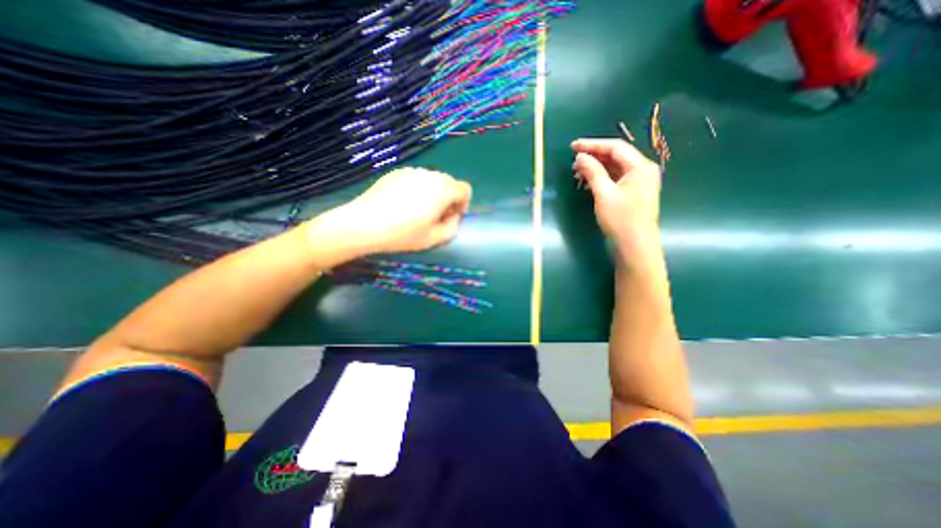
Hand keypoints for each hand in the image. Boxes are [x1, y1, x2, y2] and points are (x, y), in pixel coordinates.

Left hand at [308, 167, 470, 259]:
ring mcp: (412, 171)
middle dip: (449, 198)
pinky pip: (416, 179)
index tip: (451, 217)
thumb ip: (453, 227)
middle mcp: (430, 175)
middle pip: (449, 183)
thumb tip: (453, 216)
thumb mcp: (434, 239)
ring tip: (418, 211)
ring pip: (432, 180)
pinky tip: (403, 204)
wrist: (364, 224)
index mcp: (443, 190)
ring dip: (433, 193)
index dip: (463, 204)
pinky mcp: (396, 172)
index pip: (465, 189)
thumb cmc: (403, 234)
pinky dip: (418, 189)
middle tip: (436, 216)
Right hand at [574, 138, 659, 252]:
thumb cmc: (620, 219)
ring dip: (597, 167)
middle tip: (573, 160)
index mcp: (640, 166)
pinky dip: (602, 177)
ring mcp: (639, 182)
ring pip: (615, 167)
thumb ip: (593, 172)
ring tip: (577, 171)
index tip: (573, 146)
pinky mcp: (633, 193)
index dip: (593, 145)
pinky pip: (616, 178)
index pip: (615, 147)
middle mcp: (642, 170)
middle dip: (594, 156)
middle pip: (616, 156)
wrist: (634, 245)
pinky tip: (588, 180)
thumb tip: (581, 157)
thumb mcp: (604, 193)